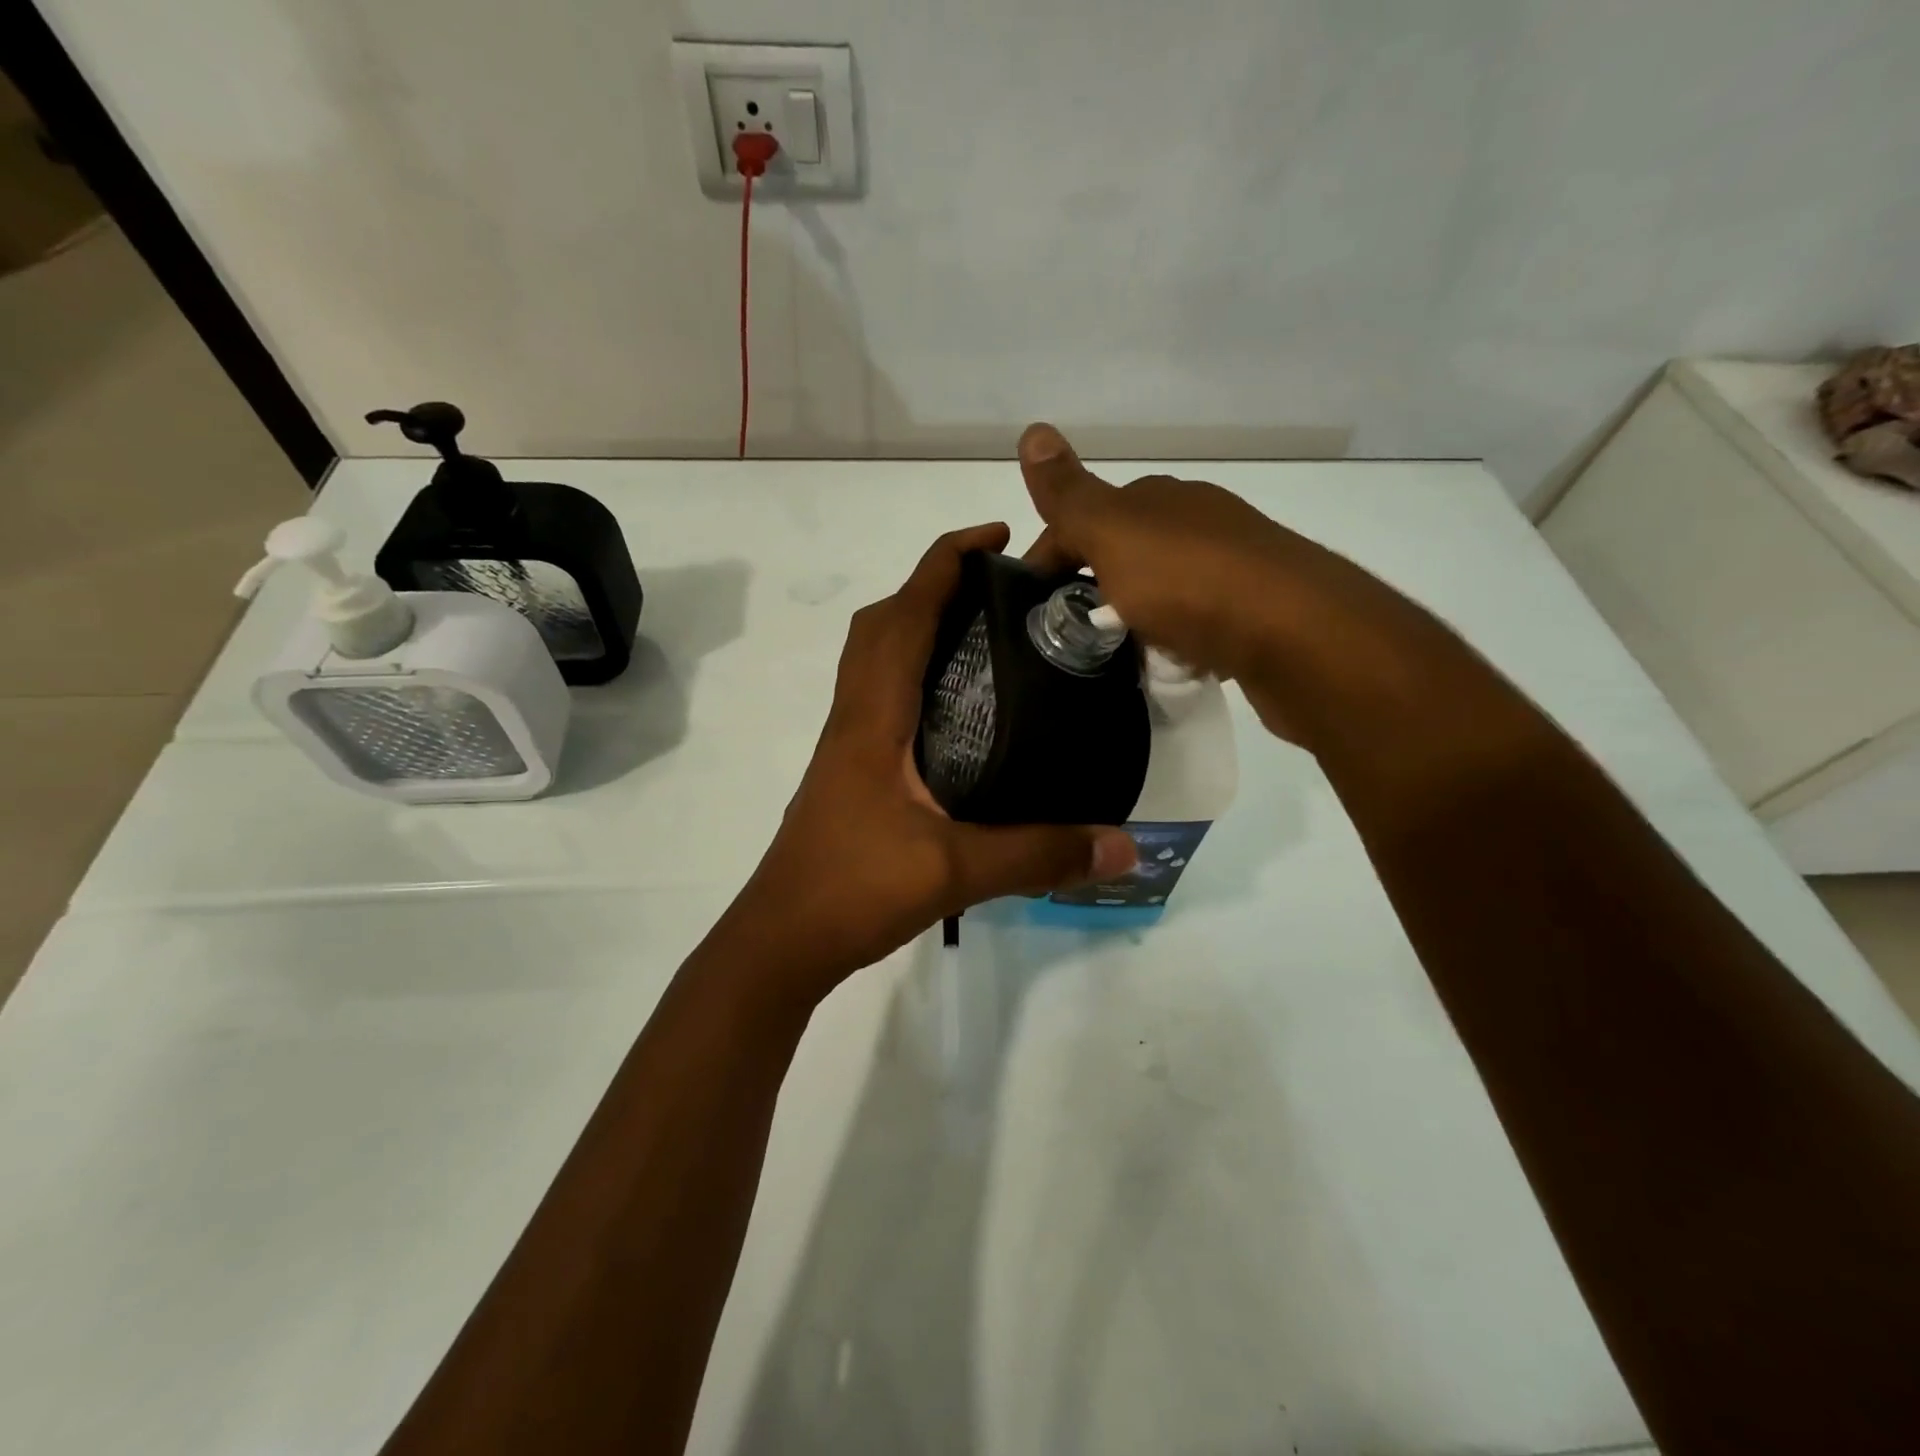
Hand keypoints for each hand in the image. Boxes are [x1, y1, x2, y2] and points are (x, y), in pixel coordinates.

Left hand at [715, 522, 1137, 1004]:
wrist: (782, 940)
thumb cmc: (855, 890)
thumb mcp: (956, 871)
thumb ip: (1040, 854)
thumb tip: (1124, 845)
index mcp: (873, 717)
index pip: (903, 615)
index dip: (943, 564)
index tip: (993, 538)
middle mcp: (853, 717)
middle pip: (881, 624)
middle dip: (932, 585)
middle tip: (996, 588)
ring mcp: (846, 744)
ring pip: (873, 659)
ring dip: (916, 625)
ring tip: (982, 633)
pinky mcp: (848, 770)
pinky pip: (877, 695)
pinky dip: (912, 673)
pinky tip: (956, 708)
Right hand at [1016, 423, 1437, 747]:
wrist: (1297, 635)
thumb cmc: (1191, 581)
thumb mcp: (1114, 533)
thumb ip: (1070, 494)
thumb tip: (1032, 428)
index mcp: (1158, 499)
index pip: (1083, 519)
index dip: (1049, 558)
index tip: (1028, 608)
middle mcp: (1196, 521)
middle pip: (1122, 553)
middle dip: (1089, 589)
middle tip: (1065, 636)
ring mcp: (1231, 566)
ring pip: (1159, 588)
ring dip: (1131, 616)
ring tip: (1111, 656)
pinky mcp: (1255, 611)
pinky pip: (1194, 621)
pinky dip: (1171, 638)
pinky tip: (1167, 663)